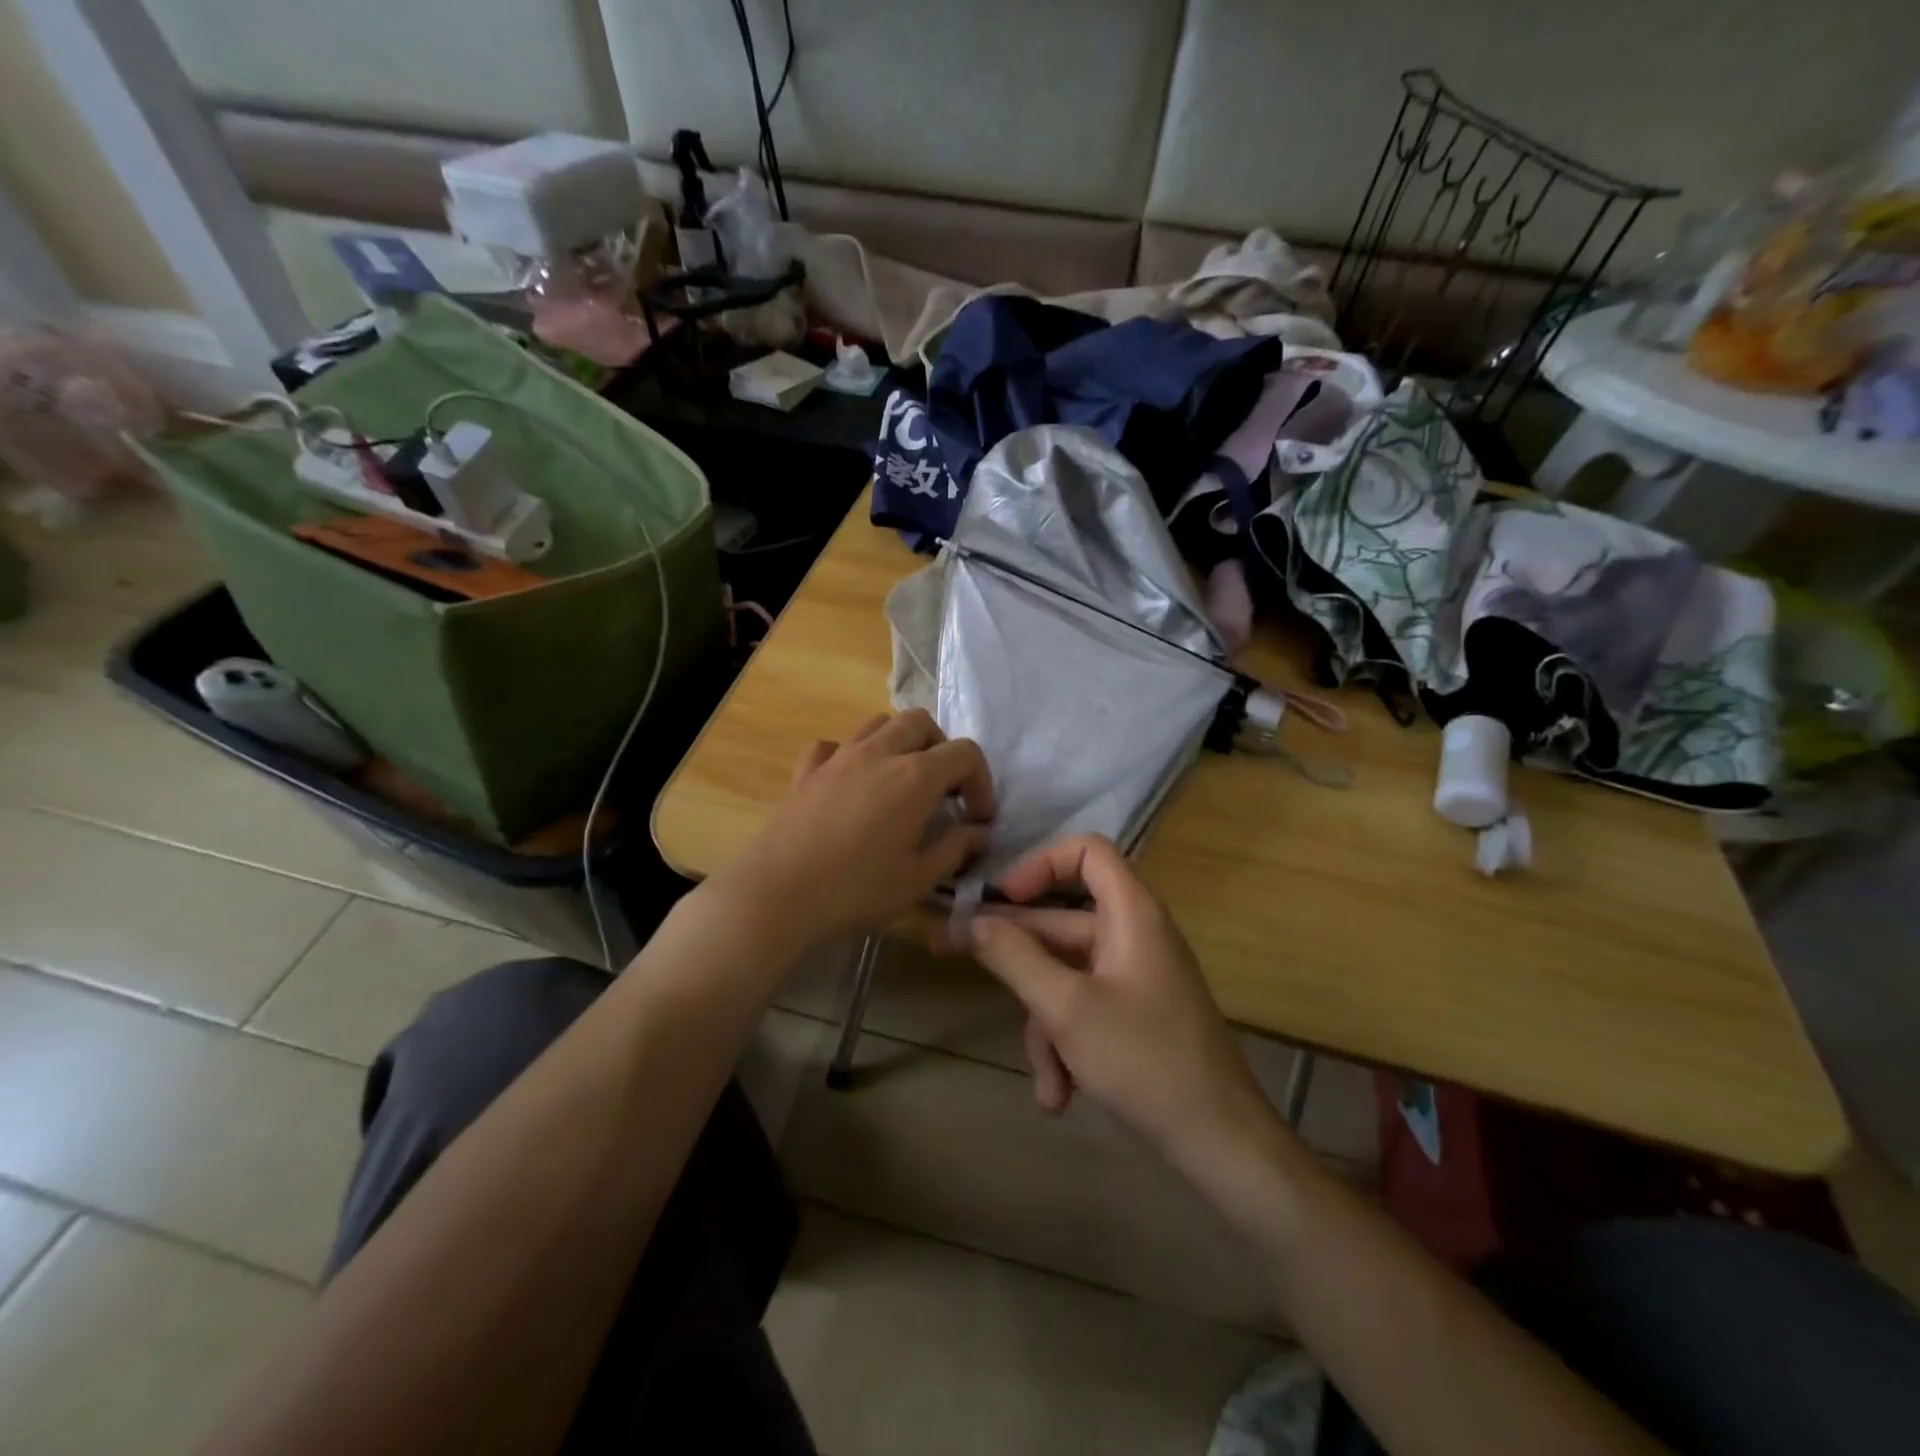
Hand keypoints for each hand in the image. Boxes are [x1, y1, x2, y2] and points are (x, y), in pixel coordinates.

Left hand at [705, 709, 994, 953]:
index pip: (965, 753)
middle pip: (921, 723)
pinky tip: (850, 784)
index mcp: (915, 776)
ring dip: (899, 743)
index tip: (977, 819)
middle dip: (941, 750)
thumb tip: (978, 832)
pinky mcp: (806, 772)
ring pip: (878, 724)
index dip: (981, 782)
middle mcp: (879, 753)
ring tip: (901, 782)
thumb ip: (955, 848)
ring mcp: (838, 757)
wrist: (778, 896)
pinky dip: (849, 755)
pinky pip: (833, 745)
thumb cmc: (856, 890)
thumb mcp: (919, 879)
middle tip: (942, 791)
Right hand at [960, 834, 1274, 1171]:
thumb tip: (972, 921)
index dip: (1039, 864)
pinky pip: (1084, 1008)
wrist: (1221, 1141)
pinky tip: (1059, 1095)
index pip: (1086, 852)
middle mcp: (1132, 934)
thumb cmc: (1144, 1060)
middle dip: (1012, 956)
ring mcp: (1133, 976)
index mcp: (1130, 913)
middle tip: (946, 953)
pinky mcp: (1133, 1013)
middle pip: (1060, 921)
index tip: (999, 899)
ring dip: (1045, 1026)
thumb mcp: (1067, 1008)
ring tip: (1047, 1082)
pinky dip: (1067, 1045)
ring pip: (1065, 976)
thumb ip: (1015, 957)